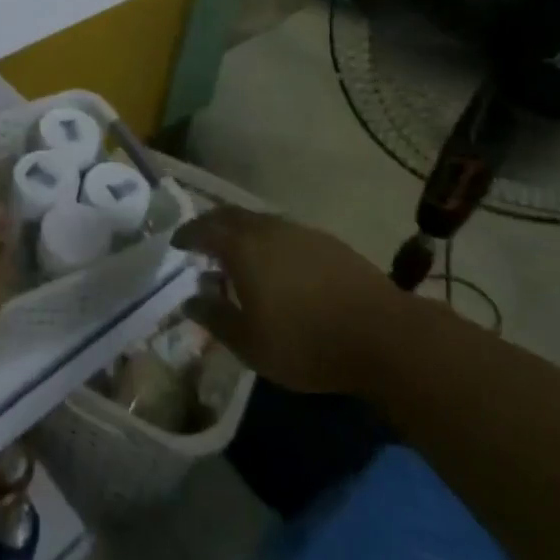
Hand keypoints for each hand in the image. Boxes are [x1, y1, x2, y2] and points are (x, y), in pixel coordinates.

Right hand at [173, 206, 406, 395]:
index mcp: (242, 247)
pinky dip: (269, 241)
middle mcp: (267, 228)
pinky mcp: (328, 242)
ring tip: (238, 256)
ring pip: (260, 221)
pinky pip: (285, 232)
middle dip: (211, 225)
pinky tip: (278, 266)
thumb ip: (214, 317)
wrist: (383, 336)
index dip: (186, 234)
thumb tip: (190, 300)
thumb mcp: (249, 343)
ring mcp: (300, 232)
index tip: (176, 243)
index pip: (203, 229)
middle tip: (201, 243)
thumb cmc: (305, 342)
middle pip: (230, 216)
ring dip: (242, 233)